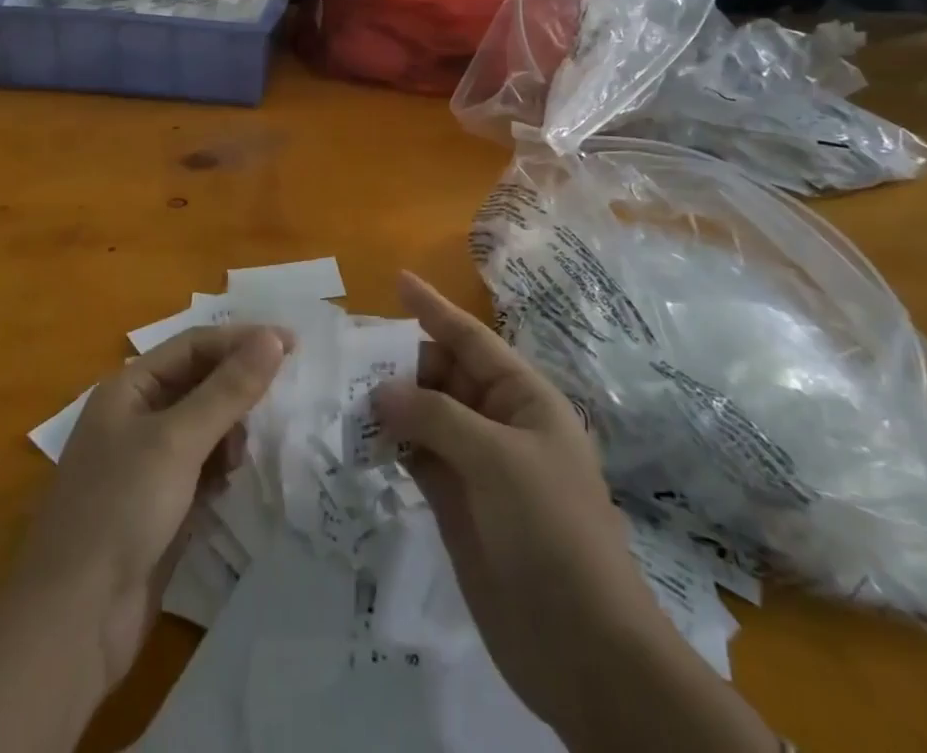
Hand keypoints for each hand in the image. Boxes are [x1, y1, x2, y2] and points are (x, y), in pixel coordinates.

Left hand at [14, 324, 289, 687]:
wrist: (74, 621)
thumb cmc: (120, 509)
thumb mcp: (177, 441)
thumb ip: (228, 389)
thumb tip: (273, 338)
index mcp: (128, 388)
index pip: (193, 346)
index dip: (241, 340)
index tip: (292, 345)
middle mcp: (135, 417)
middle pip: (199, 383)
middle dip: (236, 389)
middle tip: (278, 400)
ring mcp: (145, 463)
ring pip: (203, 426)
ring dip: (229, 431)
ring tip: (241, 456)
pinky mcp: (159, 504)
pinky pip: (201, 466)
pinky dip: (220, 466)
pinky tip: (229, 482)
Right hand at [376, 273, 777, 752]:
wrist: (582, 648)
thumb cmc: (550, 531)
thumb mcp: (497, 459)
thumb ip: (435, 417)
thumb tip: (381, 391)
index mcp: (524, 398)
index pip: (472, 339)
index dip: (434, 308)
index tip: (397, 279)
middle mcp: (499, 422)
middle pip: (443, 375)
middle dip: (402, 362)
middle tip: (349, 355)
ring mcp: (477, 464)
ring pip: (425, 415)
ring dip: (390, 403)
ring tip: (344, 392)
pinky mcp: (456, 502)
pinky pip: (416, 455)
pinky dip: (390, 444)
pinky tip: (360, 437)